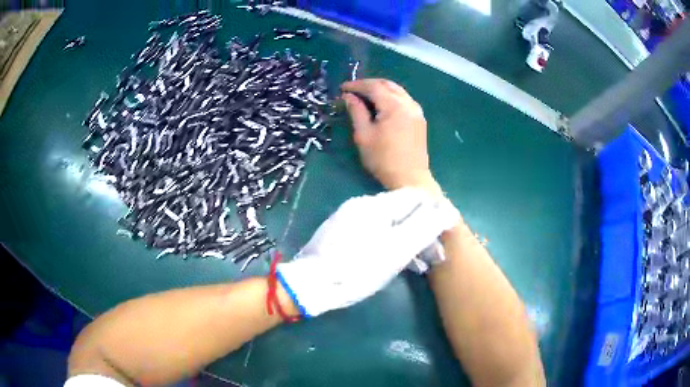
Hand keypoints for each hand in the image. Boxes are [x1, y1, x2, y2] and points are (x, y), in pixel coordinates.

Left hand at [277, 188, 459, 316]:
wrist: (309, 286)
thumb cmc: (356, 271)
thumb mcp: (396, 252)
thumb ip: (424, 229)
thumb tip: (449, 211)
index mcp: (375, 205)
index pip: (414, 197)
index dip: (433, 213)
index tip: (442, 235)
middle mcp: (360, 205)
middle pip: (401, 210)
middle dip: (420, 229)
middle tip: (432, 256)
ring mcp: (348, 219)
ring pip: (388, 222)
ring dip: (406, 239)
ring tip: (417, 264)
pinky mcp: (340, 233)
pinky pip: (373, 231)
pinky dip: (388, 243)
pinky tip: (393, 261)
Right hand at [341, 79, 441, 196]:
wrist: (410, 179)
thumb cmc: (383, 159)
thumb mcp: (364, 135)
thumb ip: (356, 111)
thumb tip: (349, 96)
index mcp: (394, 105)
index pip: (373, 86)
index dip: (356, 85)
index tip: (342, 88)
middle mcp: (408, 103)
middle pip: (387, 84)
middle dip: (369, 84)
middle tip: (353, 90)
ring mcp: (417, 111)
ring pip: (397, 91)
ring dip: (381, 89)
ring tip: (365, 96)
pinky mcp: (420, 119)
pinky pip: (404, 100)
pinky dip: (391, 97)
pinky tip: (382, 105)